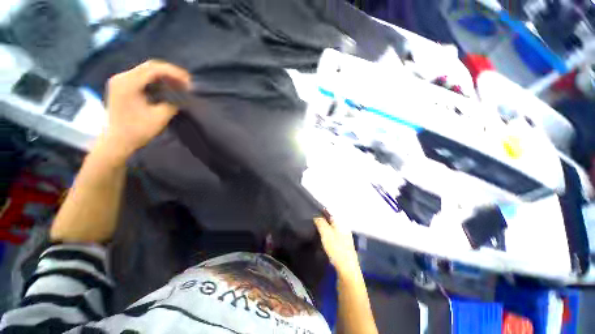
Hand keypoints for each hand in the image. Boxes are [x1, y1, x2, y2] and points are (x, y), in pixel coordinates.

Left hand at [103, 60, 190, 161]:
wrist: (116, 141)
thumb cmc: (137, 130)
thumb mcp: (159, 117)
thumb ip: (173, 103)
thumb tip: (183, 95)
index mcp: (128, 83)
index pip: (154, 69)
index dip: (174, 73)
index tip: (189, 81)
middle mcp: (122, 77)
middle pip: (149, 67)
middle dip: (170, 73)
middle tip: (186, 82)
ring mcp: (120, 81)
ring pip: (146, 71)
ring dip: (164, 76)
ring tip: (179, 84)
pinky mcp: (122, 87)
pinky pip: (142, 77)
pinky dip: (156, 80)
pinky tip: (166, 87)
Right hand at [314, 216, 361, 278]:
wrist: (347, 272)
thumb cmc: (337, 250)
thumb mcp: (326, 234)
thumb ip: (321, 223)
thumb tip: (316, 215)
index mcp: (341, 225)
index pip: (330, 215)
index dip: (321, 213)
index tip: (312, 214)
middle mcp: (344, 231)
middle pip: (331, 223)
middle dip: (322, 222)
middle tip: (310, 223)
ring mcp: (344, 240)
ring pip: (332, 231)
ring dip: (324, 230)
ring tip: (313, 231)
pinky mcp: (342, 249)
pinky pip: (333, 239)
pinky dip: (326, 238)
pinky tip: (321, 242)